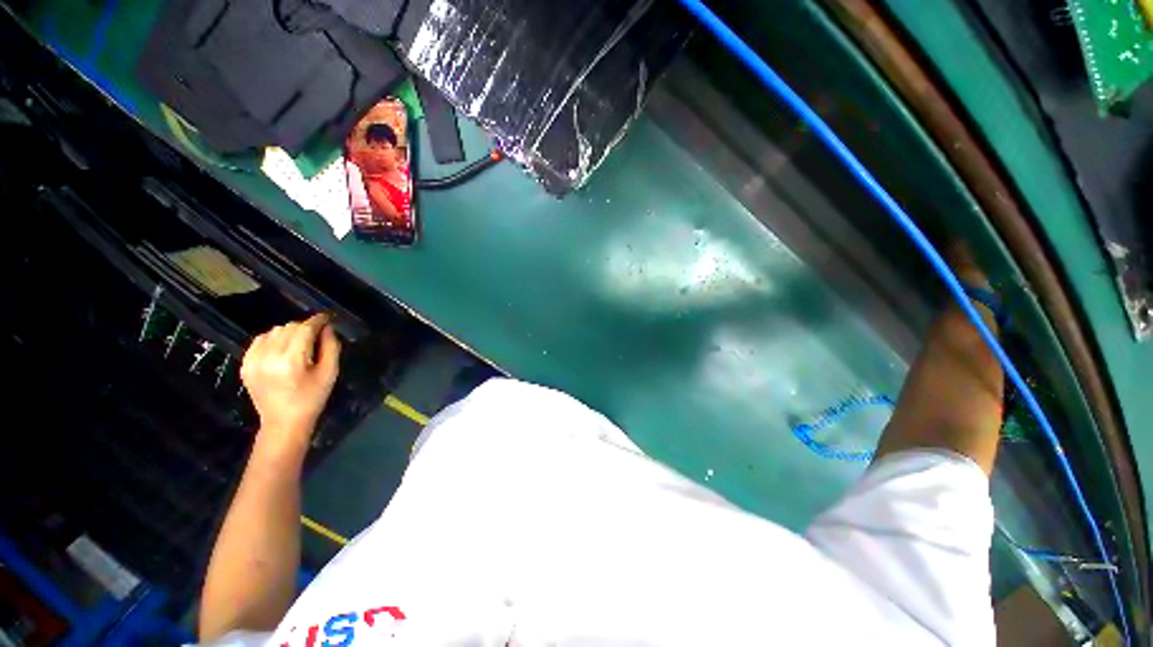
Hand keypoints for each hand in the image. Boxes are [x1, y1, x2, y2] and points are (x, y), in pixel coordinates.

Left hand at [241, 314, 340, 450]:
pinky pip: (259, 340)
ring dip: (289, 332)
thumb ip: (331, 347)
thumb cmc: (312, 398)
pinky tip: (282, 348)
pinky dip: (272, 339)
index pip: (304, 329)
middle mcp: (269, 357)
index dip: (317, 320)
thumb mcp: (330, 372)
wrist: (283, 422)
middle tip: (316, 335)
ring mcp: (253, 360)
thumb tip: (327, 328)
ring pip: (273, 331)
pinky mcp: (245, 365)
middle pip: (288, 327)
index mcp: (292, 360)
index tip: (327, 317)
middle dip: (304, 327)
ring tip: (299, 343)